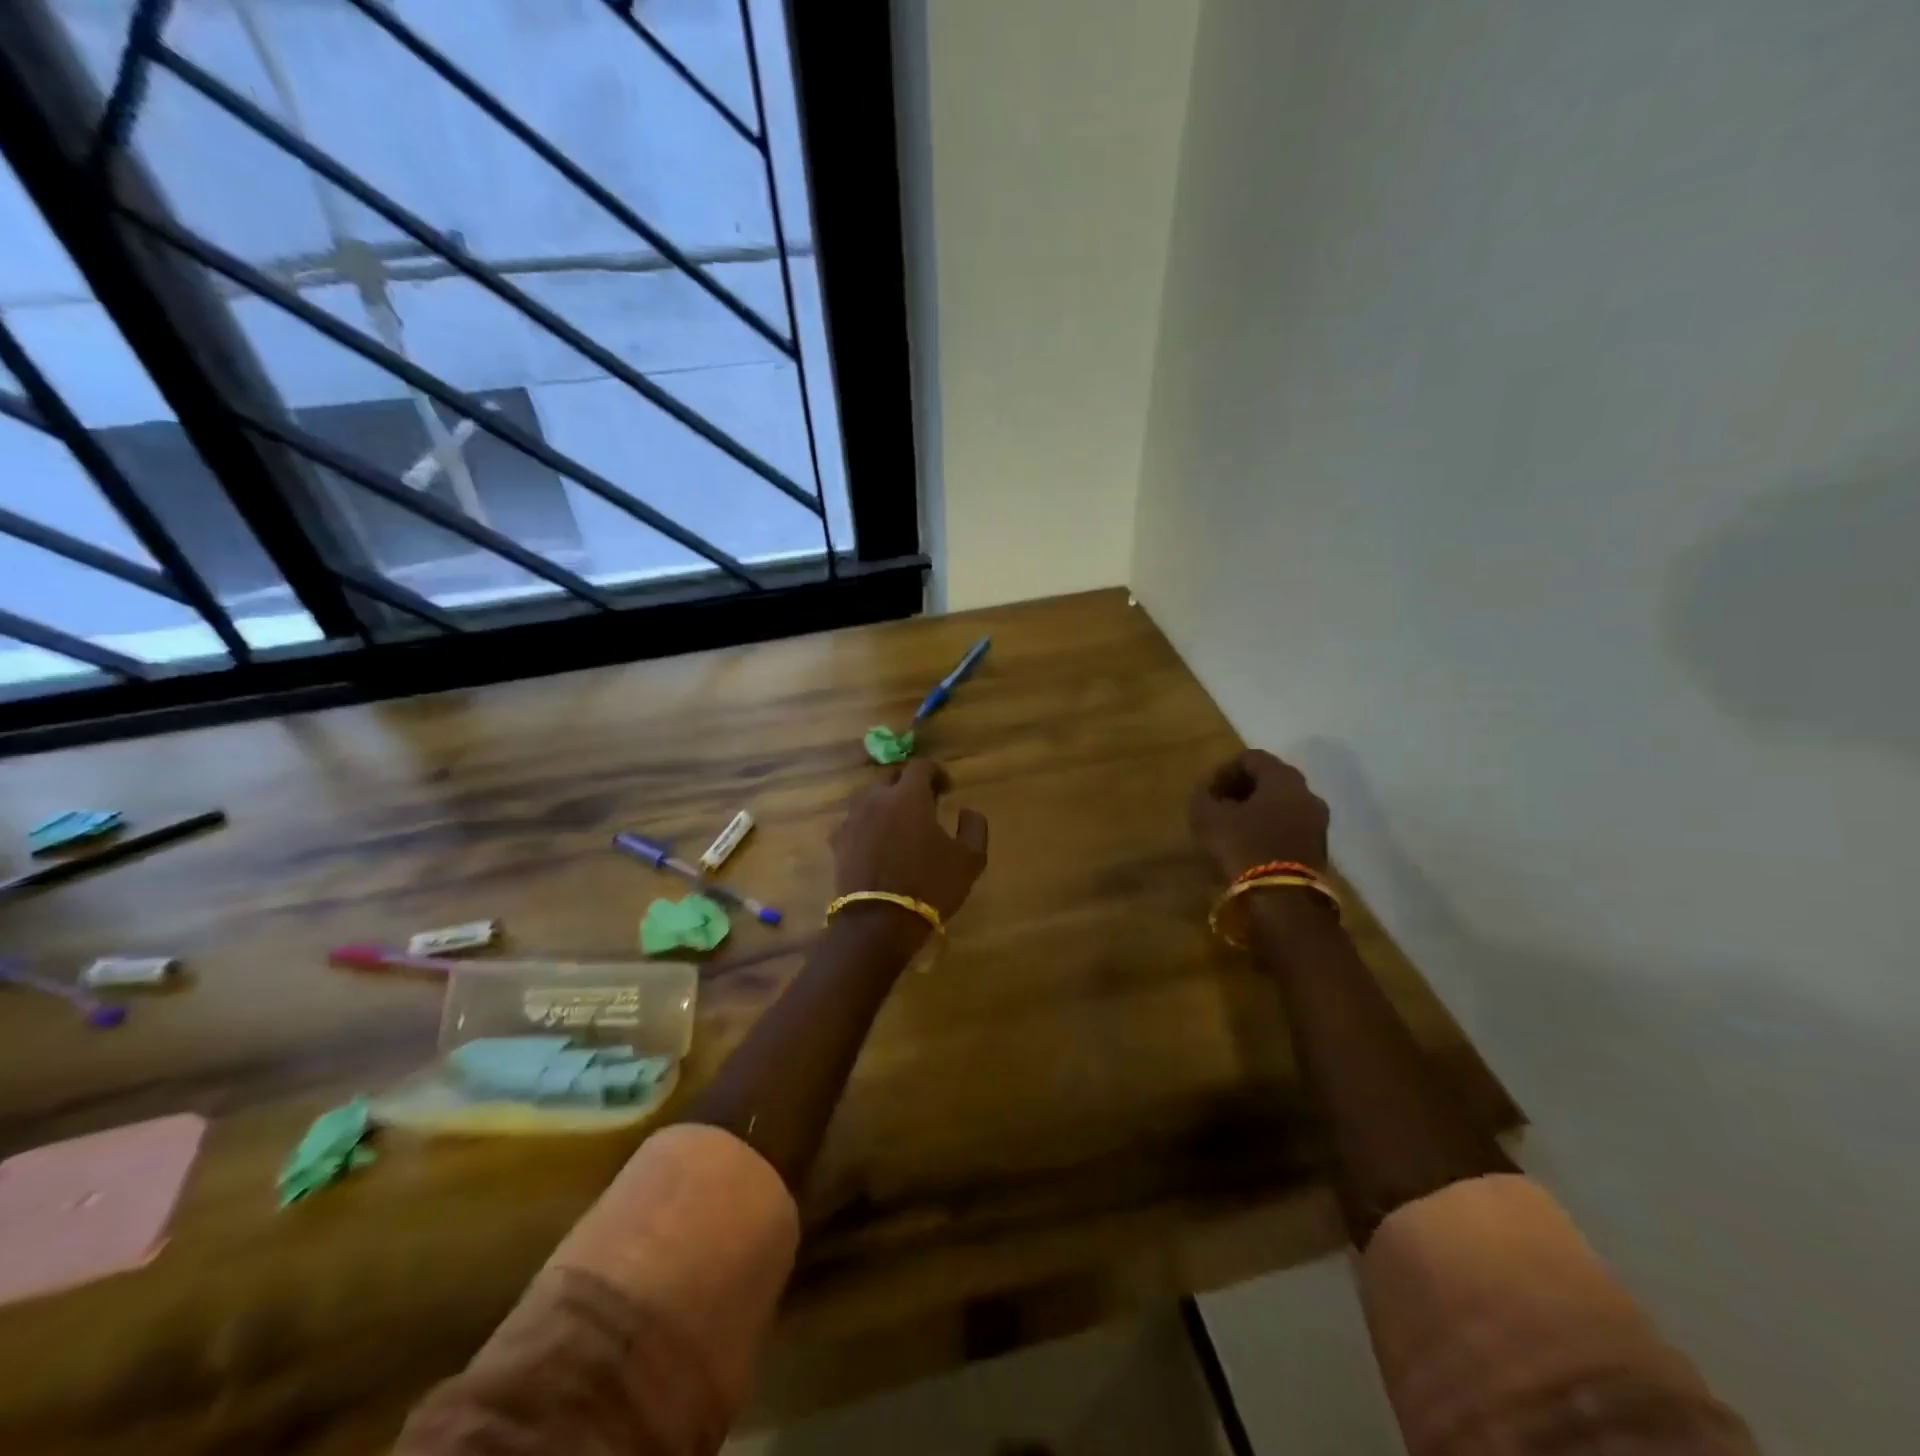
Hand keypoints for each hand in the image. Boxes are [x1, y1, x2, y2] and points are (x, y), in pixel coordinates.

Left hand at [831, 759, 988, 924]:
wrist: (878, 923)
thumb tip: (968, 810)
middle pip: (891, 777)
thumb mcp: (969, 859)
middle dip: (909, 785)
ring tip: (899, 824)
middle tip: (924, 804)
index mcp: (908, 795)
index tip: (947, 789)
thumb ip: (974, 827)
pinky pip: (855, 822)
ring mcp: (853, 819)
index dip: (937, 773)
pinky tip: (878, 844)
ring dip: (886, 803)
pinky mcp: (838, 842)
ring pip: (870, 798)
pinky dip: (868, 825)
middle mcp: (876, 798)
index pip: (921, 766)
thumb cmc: (930, 886)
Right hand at [1189, 749, 1329, 881]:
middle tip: (1217, 808)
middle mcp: (1307, 793)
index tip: (1206, 792)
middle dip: (1241, 790)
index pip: (1250, 757)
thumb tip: (1207, 791)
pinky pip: (1290, 827)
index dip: (1223, 771)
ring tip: (1231, 830)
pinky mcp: (1320, 849)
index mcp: (1282, 777)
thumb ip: (1203, 796)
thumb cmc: (1243, 847)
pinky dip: (1269, 829)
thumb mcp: (1207, 818)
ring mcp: (1318, 822)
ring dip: (1256, 811)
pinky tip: (1249, 847)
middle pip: (1270, 779)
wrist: (1284, 901)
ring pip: (1282, 804)